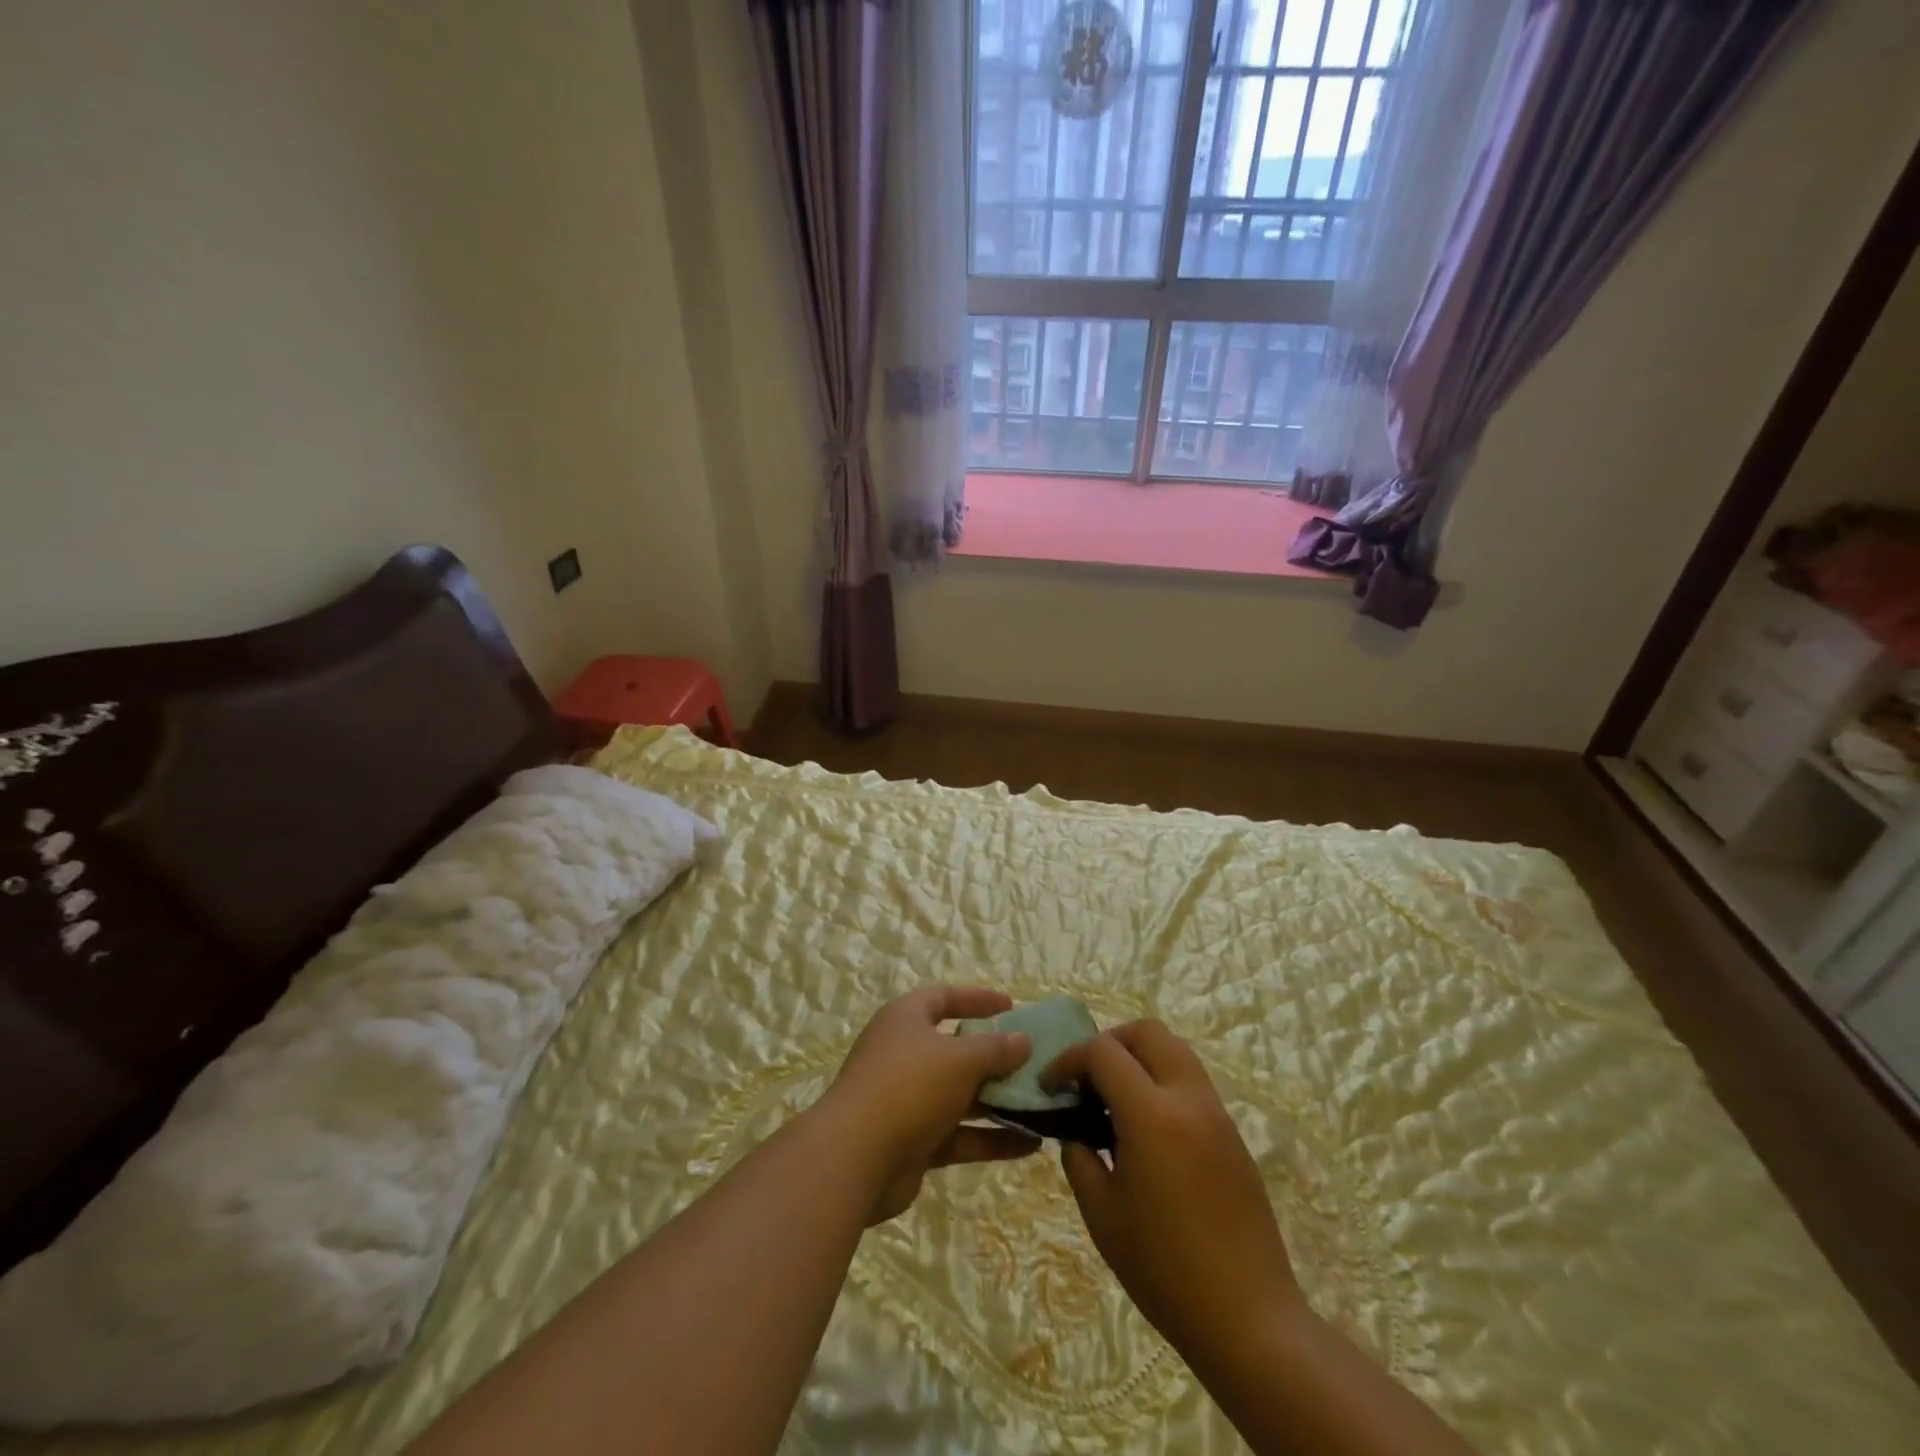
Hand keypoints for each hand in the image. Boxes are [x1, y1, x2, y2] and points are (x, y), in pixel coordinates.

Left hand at [820, 986, 1039, 1223]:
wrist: (855, 1159)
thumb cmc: (909, 1086)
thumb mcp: (960, 1059)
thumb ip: (996, 1049)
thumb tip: (1023, 1040)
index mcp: (905, 1020)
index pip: (943, 998)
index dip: (976, 999)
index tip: (1011, 1007)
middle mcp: (904, 1055)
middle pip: (955, 1049)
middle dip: (994, 1056)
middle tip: (1033, 1060)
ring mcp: (907, 1100)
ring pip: (960, 1095)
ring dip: (998, 1100)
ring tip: (1041, 1104)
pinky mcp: (913, 1143)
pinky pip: (960, 1135)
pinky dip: (991, 1138)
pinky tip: (1030, 1145)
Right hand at [1043, 1020, 1300, 1361]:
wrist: (1249, 1318)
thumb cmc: (1164, 1269)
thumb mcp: (1102, 1215)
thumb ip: (1080, 1158)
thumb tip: (1076, 1132)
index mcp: (1152, 1115)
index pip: (1103, 1052)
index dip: (1069, 1060)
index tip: (1051, 1086)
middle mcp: (1188, 1098)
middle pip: (1147, 1032)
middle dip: (1109, 1043)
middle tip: (1087, 1079)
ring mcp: (1216, 1113)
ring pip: (1175, 1051)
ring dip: (1139, 1059)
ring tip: (1115, 1101)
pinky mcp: (1232, 1134)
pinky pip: (1191, 1082)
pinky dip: (1162, 1082)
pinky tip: (1147, 1130)